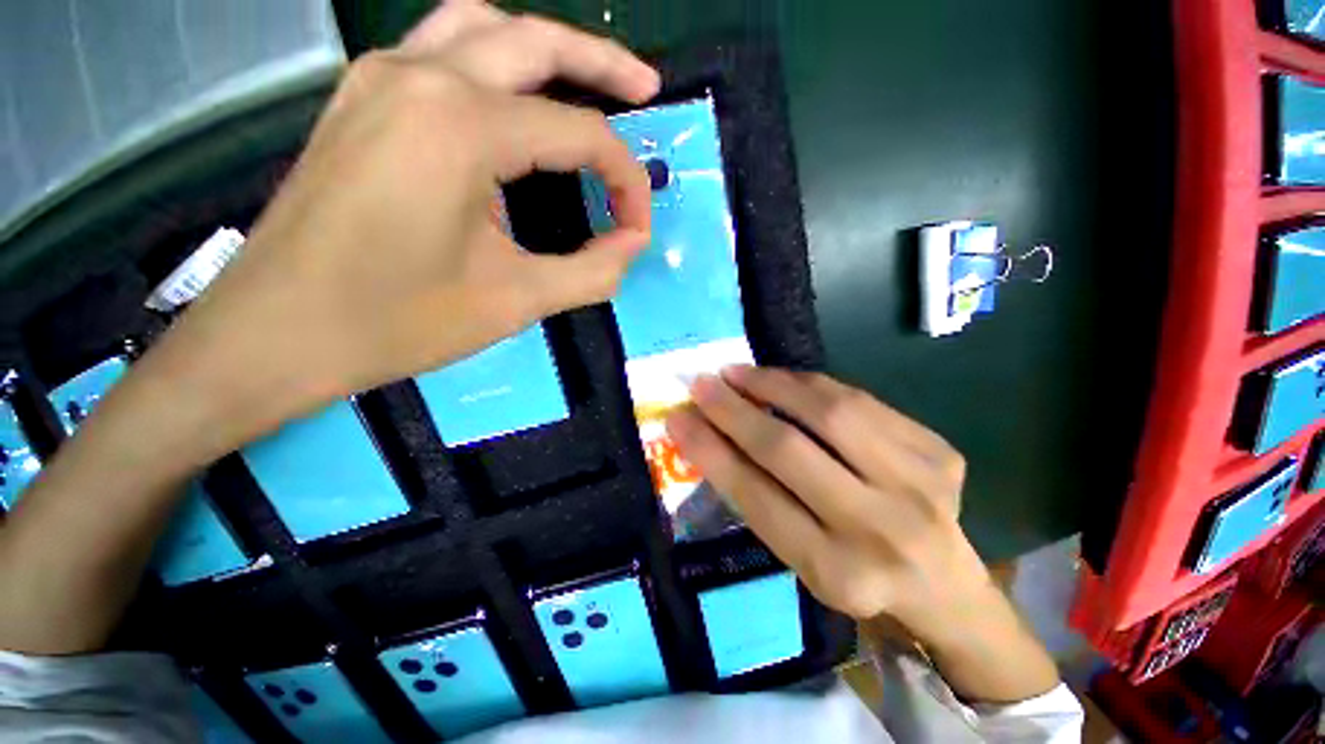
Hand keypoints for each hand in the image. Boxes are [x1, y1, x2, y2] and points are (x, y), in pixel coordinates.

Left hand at [167, 0, 659, 428]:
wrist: (275, 333)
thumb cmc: (396, 322)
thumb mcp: (517, 302)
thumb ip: (592, 271)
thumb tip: (633, 243)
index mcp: (461, 127)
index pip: (580, 135)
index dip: (625, 181)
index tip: (636, 228)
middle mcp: (420, 76)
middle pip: (536, 42)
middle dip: (603, 64)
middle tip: (647, 90)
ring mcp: (381, 78)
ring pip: (484, 28)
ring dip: (545, 49)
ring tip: (587, 81)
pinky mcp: (362, 98)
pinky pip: (443, 50)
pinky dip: (496, 62)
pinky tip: (515, 100)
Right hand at [666, 366, 979, 629]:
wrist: (944, 583)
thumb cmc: (855, 573)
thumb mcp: (800, 558)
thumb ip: (759, 498)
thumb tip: (709, 435)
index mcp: (836, 571)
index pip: (754, 494)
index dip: (709, 449)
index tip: (678, 417)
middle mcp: (880, 529)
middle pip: (788, 448)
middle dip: (733, 409)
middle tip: (702, 383)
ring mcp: (920, 485)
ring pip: (828, 411)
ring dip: (773, 383)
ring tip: (739, 373)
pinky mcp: (938, 451)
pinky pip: (859, 400)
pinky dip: (812, 385)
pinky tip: (787, 381)